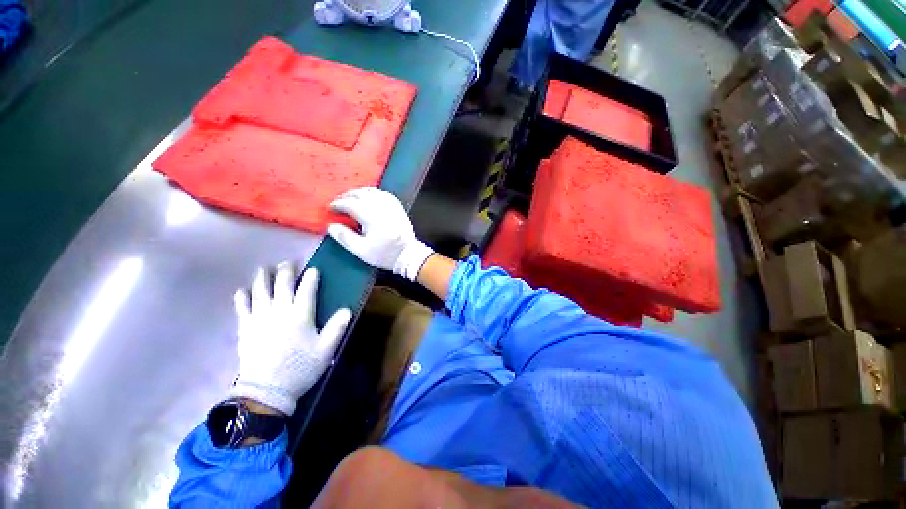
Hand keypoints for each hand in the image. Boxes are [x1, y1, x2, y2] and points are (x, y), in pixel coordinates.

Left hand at [230, 263, 350, 415]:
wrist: (267, 390)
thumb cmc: (301, 367)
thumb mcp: (325, 350)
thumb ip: (336, 328)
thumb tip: (346, 310)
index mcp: (300, 315)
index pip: (307, 290)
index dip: (311, 278)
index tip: (313, 270)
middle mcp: (279, 312)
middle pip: (282, 286)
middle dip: (285, 272)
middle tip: (287, 262)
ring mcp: (260, 319)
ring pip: (261, 292)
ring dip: (263, 278)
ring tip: (264, 269)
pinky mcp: (246, 329)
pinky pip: (242, 308)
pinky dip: (242, 298)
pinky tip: (242, 290)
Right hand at [328, 187, 433, 281]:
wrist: (408, 255)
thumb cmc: (385, 254)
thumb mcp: (361, 250)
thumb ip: (344, 237)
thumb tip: (331, 225)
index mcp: (371, 217)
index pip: (350, 204)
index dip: (338, 204)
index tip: (330, 208)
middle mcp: (381, 208)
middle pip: (360, 194)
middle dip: (347, 196)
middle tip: (339, 201)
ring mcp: (392, 206)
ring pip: (373, 191)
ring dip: (359, 192)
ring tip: (351, 197)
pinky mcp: (399, 207)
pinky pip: (385, 194)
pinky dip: (374, 193)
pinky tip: (370, 196)